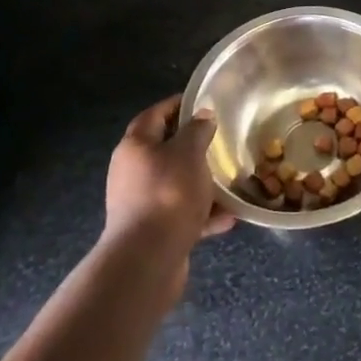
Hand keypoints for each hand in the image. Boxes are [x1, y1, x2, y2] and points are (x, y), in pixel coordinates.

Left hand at [102, 95, 233, 297]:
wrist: (148, 259)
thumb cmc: (168, 194)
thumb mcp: (189, 153)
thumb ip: (197, 130)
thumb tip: (203, 115)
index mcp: (136, 146)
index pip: (155, 114)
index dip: (177, 104)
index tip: (203, 101)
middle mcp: (132, 172)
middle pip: (165, 150)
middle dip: (193, 147)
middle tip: (220, 141)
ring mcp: (140, 203)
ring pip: (176, 184)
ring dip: (202, 183)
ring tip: (228, 182)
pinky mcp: (152, 230)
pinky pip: (181, 214)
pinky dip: (203, 214)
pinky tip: (227, 217)